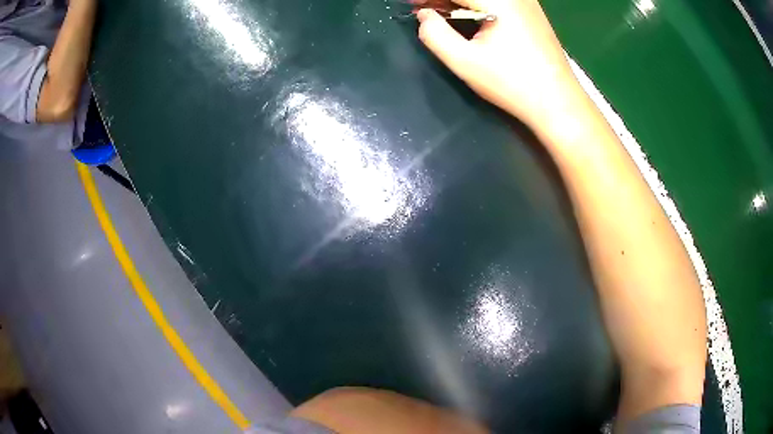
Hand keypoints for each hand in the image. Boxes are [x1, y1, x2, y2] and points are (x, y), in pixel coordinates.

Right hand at [417, 0, 582, 128]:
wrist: (558, 102)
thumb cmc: (511, 84)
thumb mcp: (464, 62)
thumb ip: (434, 34)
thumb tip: (424, 15)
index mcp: (498, 1)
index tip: (412, 5)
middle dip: (444, 0)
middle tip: (425, 12)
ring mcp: (527, 1)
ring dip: (460, 2)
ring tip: (441, 14)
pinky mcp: (533, 11)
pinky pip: (498, 1)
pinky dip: (477, 4)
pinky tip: (468, 16)